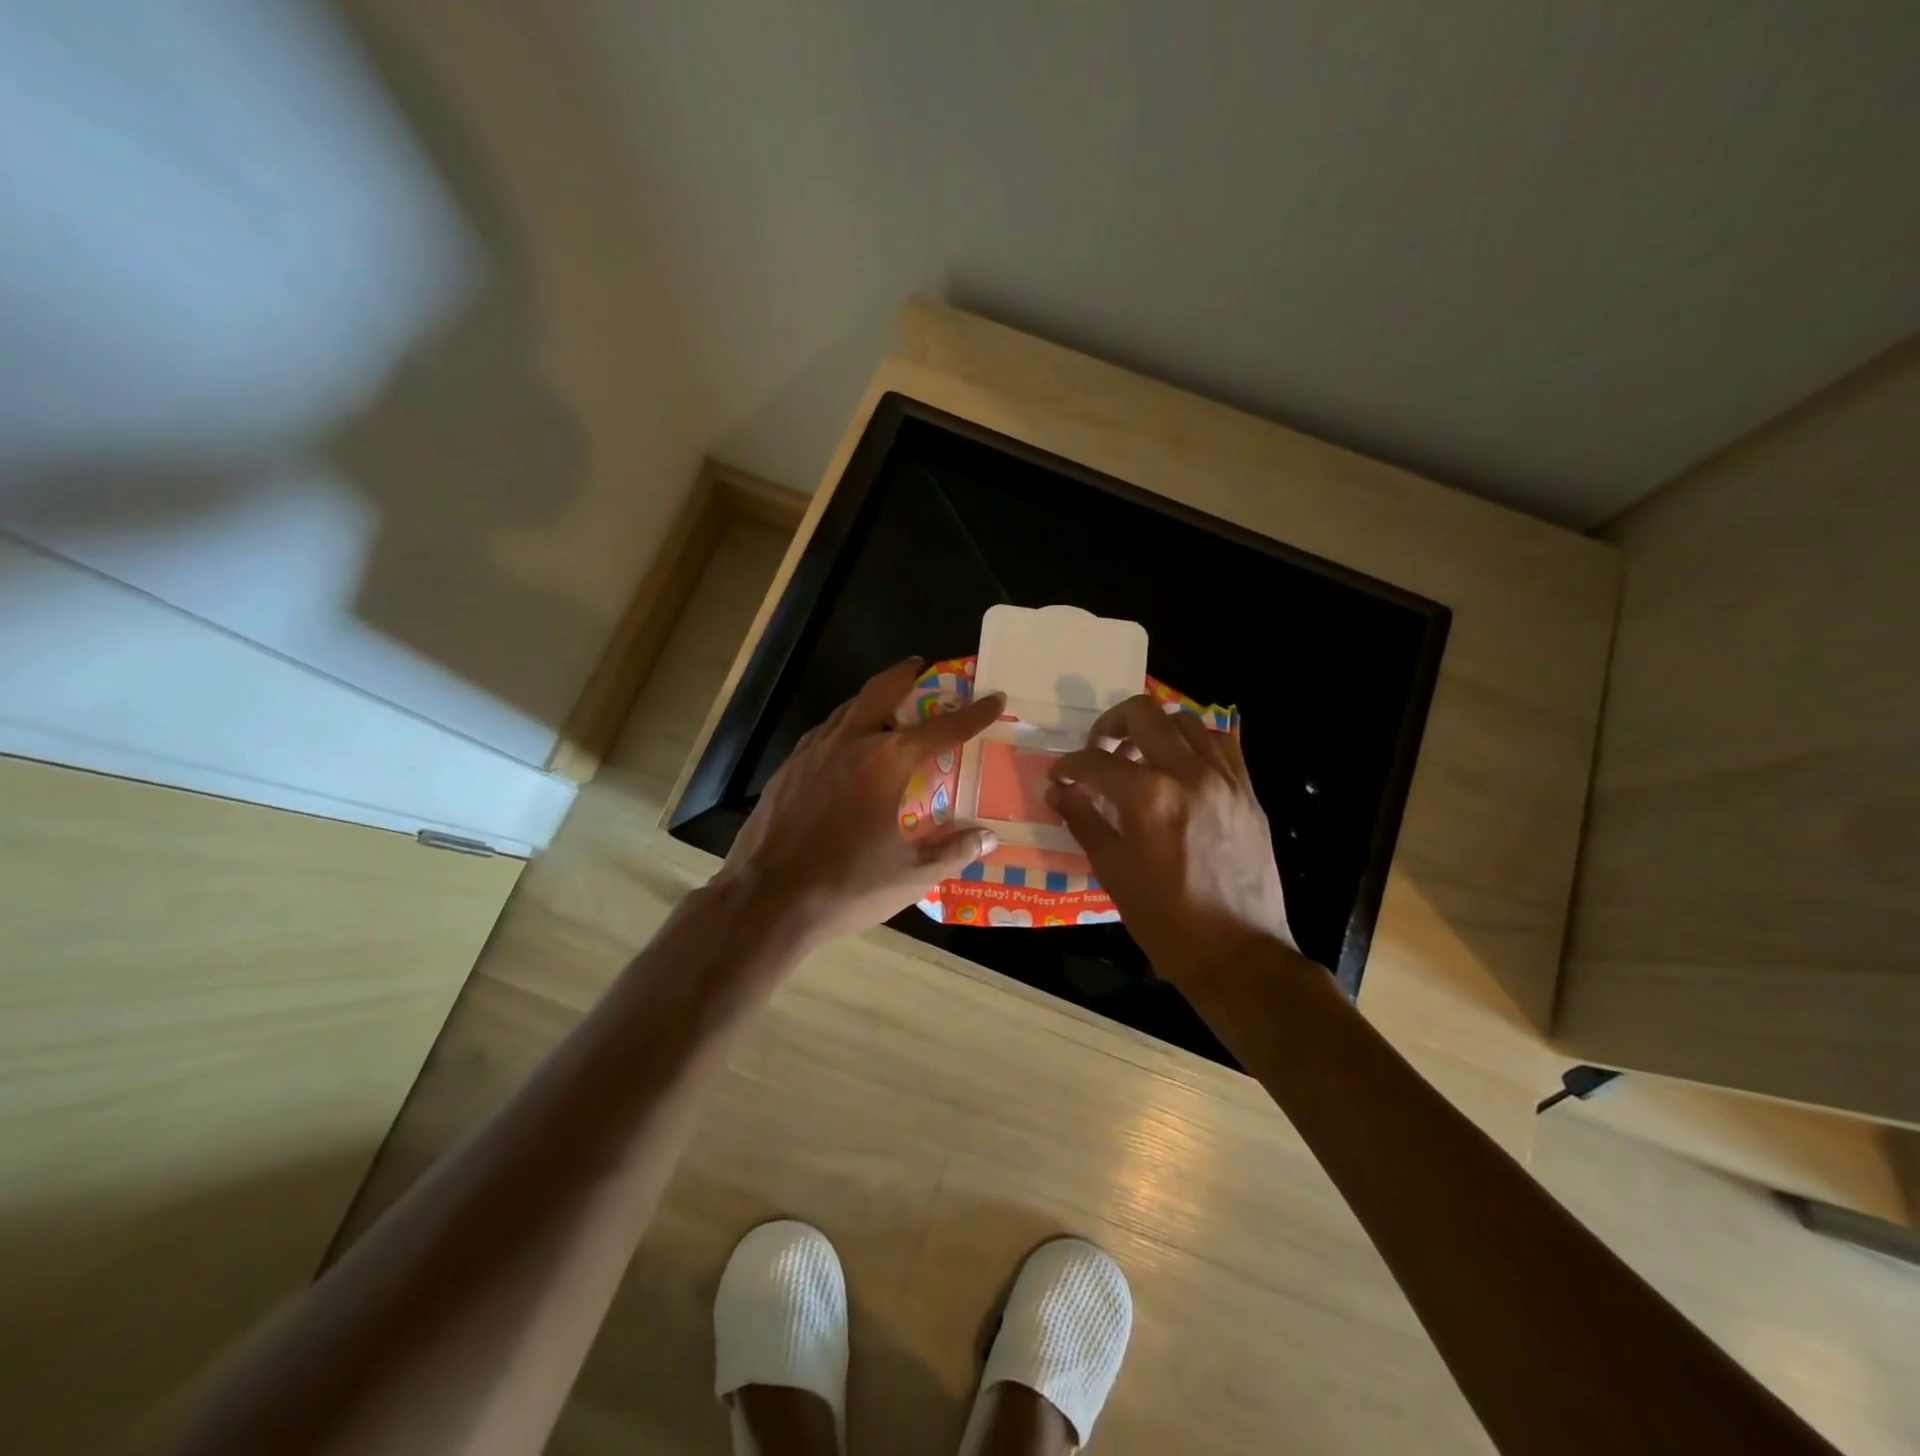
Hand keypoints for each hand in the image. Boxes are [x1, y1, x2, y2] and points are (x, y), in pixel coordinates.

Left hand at [717, 658, 1004, 947]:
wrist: (764, 901)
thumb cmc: (845, 886)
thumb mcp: (910, 875)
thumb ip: (953, 851)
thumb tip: (989, 838)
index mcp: (885, 762)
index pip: (942, 728)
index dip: (973, 713)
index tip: (994, 697)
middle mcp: (849, 743)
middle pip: (881, 691)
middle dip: (906, 674)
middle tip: (921, 666)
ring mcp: (811, 753)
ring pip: (848, 709)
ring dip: (873, 700)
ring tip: (889, 708)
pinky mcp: (787, 769)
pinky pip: (823, 733)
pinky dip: (844, 728)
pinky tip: (847, 749)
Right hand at [1045, 695, 1298, 986]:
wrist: (1239, 953)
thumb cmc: (1167, 921)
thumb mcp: (1114, 873)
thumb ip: (1085, 822)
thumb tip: (1059, 793)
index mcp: (1148, 798)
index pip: (1095, 761)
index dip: (1069, 765)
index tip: (1060, 777)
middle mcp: (1187, 774)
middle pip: (1142, 714)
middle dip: (1109, 725)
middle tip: (1098, 751)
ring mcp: (1223, 778)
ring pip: (1184, 720)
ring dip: (1154, 730)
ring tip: (1141, 758)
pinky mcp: (1247, 791)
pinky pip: (1221, 743)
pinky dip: (1195, 742)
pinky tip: (1181, 767)